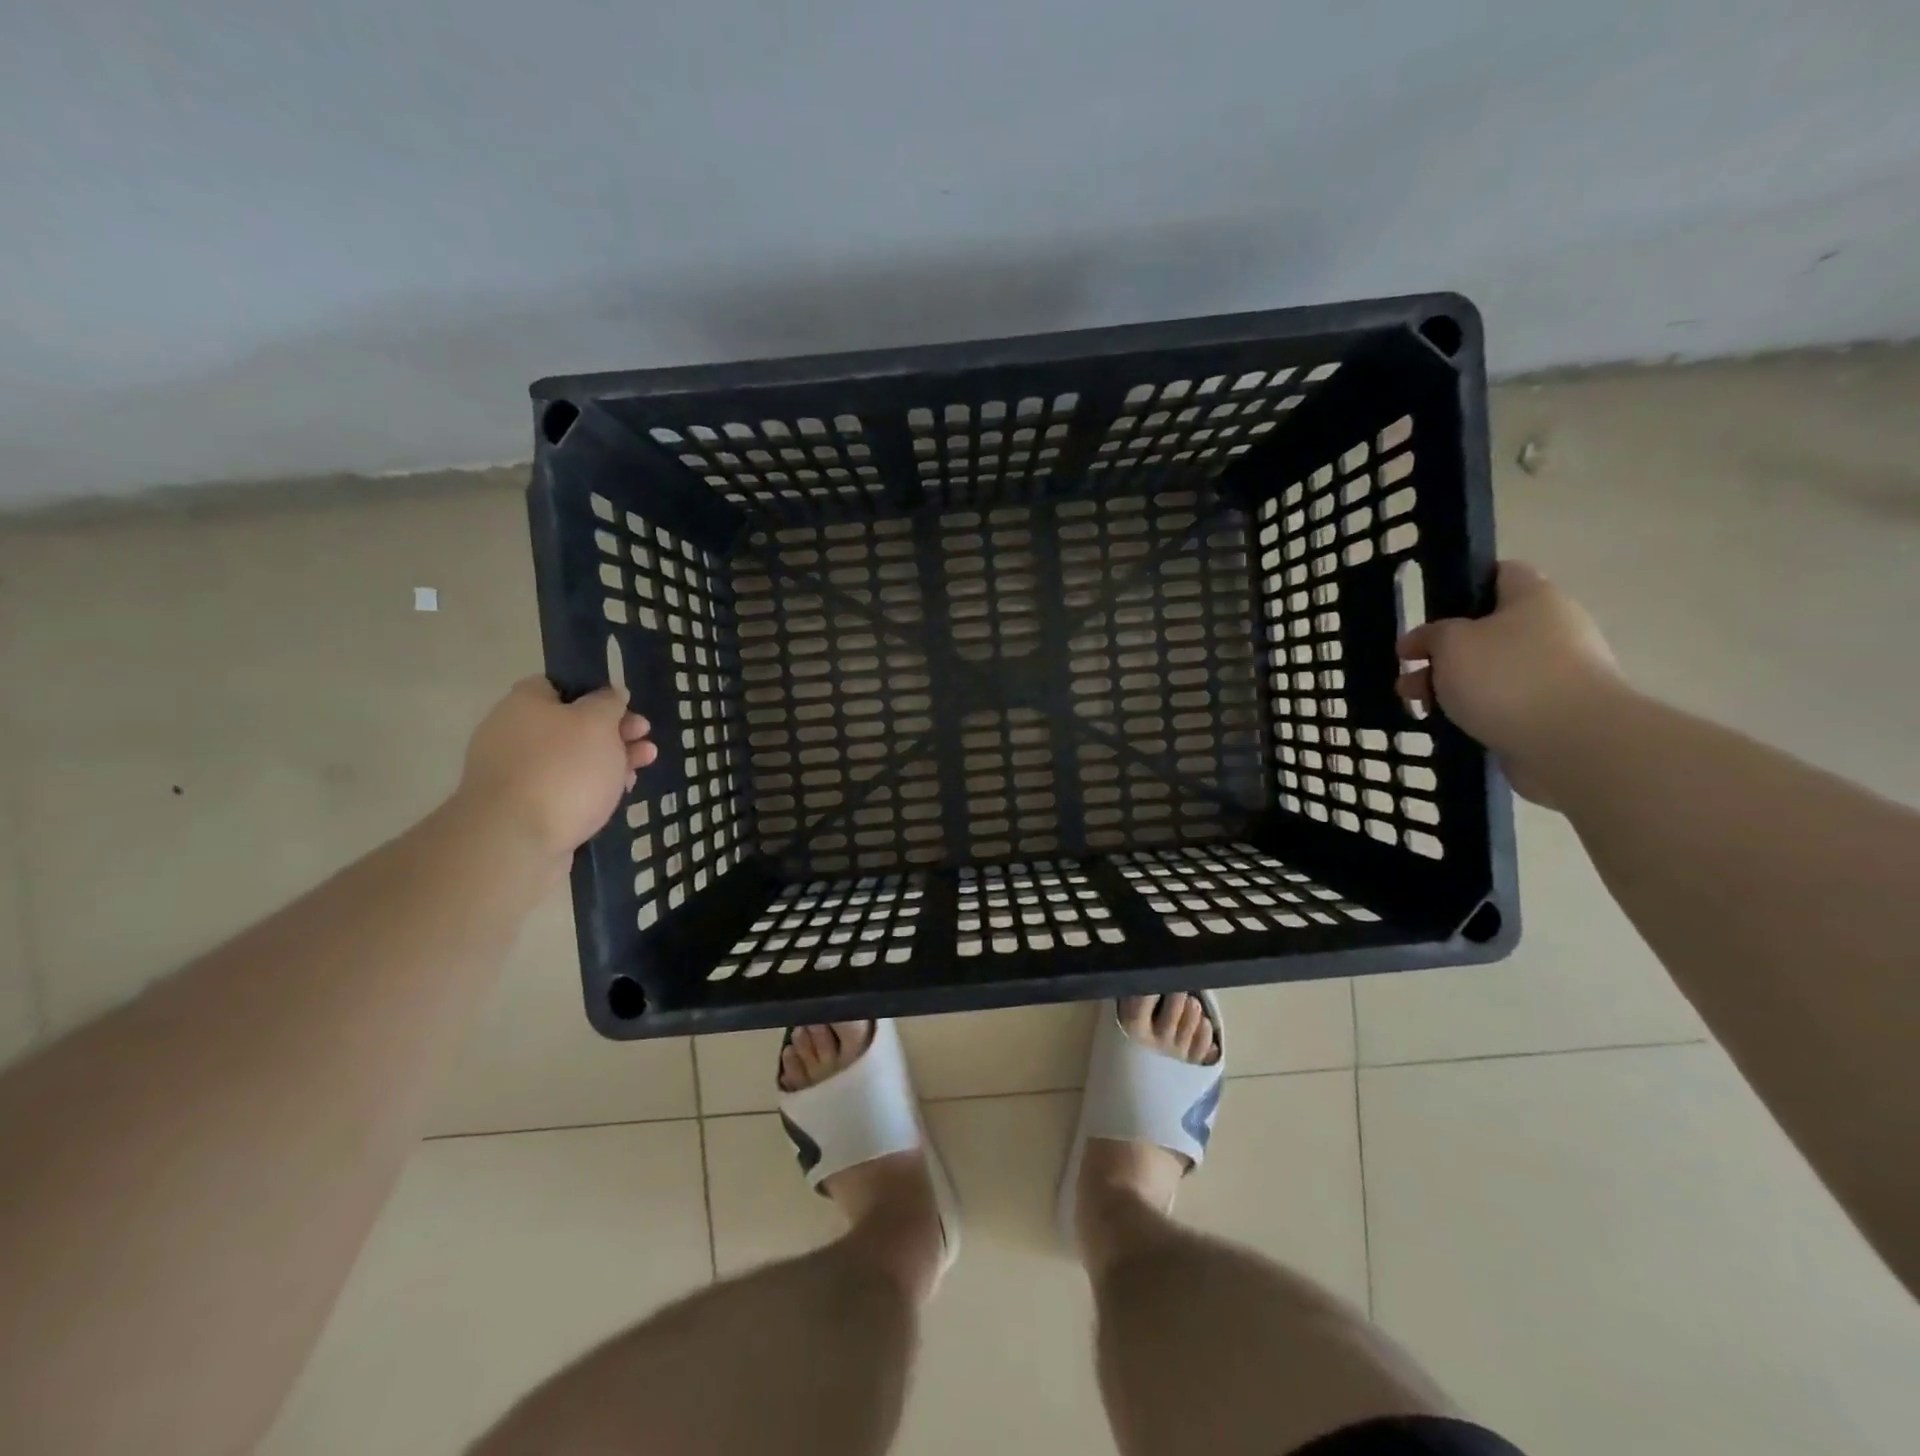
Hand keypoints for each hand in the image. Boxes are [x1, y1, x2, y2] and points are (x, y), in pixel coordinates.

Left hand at [454, 677, 656, 858]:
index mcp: (524, 704)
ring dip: (610, 760)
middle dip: (614, 731)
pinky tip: (618, 794)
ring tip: (643, 767)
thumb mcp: (597, 723)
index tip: (625, 708)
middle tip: (644, 739)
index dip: (595, 693)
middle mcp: (514, 734)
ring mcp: (517, 774)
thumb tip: (611, 693)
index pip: (559, 685)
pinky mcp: (525, 809)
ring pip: (573, 759)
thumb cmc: (562, 769)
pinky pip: (565, 789)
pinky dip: (592, 789)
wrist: (515, 840)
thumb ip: (609, 703)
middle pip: (571, 724)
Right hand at [1396, 561, 1624, 803]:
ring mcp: (1558, 672)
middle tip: (1407, 671)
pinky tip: (1449, 724)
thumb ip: (1431, 635)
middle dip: (1443, 651)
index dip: (1462, 586)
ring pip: (1492, 670)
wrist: (1573, 742)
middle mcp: (1553, 629)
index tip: (1429, 611)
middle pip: (1488, 630)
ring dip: (1452, 684)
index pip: (1500, 574)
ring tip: (1417, 705)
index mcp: (1534, 598)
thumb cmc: (1507, 677)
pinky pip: (1505, 702)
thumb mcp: (1451, 643)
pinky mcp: (1555, 711)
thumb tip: (1426, 640)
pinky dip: (1476, 710)